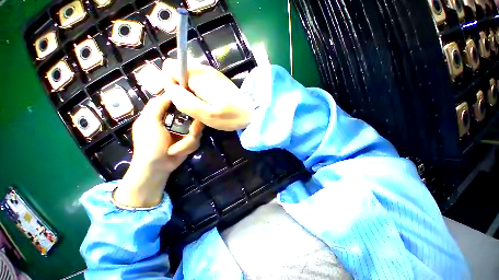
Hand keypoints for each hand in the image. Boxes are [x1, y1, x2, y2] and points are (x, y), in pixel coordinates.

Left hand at [114, 95, 203, 207]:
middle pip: (192, 115)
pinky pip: (196, 139)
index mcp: (163, 113)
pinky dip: (188, 146)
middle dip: (193, 125)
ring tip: (177, 148)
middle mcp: (175, 121)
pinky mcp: (189, 140)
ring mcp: (184, 131)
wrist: (157, 166)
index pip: (176, 101)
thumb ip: (157, 106)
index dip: (185, 99)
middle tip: (193, 130)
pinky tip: (179, 151)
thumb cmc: (149, 144)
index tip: (195, 98)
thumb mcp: (149, 122)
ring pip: (197, 129)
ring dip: (188, 141)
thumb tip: (170, 91)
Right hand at [162, 59, 253, 130]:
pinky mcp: (216, 80)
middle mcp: (204, 69)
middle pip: (179, 72)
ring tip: (199, 106)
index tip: (179, 100)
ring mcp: (211, 74)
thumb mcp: (207, 115)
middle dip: (179, 89)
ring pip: (188, 78)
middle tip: (191, 106)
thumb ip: (186, 102)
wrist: (252, 112)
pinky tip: (206, 103)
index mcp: (199, 76)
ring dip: (189, 92)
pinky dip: (197, 92)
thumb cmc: (231, 116)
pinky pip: (198, 82)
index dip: (169, 83)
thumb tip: (170, 88)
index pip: (170, 67)